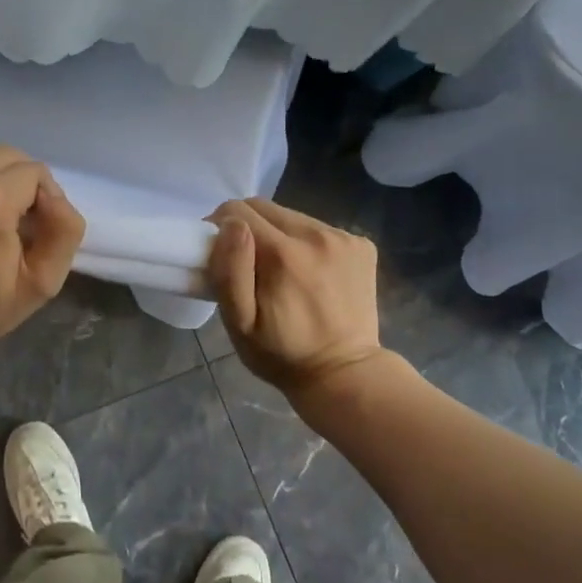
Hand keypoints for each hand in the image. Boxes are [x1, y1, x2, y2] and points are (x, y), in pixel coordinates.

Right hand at [206, 198, 385, 394]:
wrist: (345, 374)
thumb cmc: (282, 354)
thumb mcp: (240, 324)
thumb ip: (230, 270)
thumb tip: (231, 225)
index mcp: (282, 253)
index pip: (237, 211)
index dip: (219, 227)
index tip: (219, 253)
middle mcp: (316, 235)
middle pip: (265, 207)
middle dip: (247, 228)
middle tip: (247, 263)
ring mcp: (344, 238)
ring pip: (292, 216)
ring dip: (278, 235)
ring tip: (280, 272)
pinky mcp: (362, 245)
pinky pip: (319, 228)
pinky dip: (306, 244)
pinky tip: (310, 275)